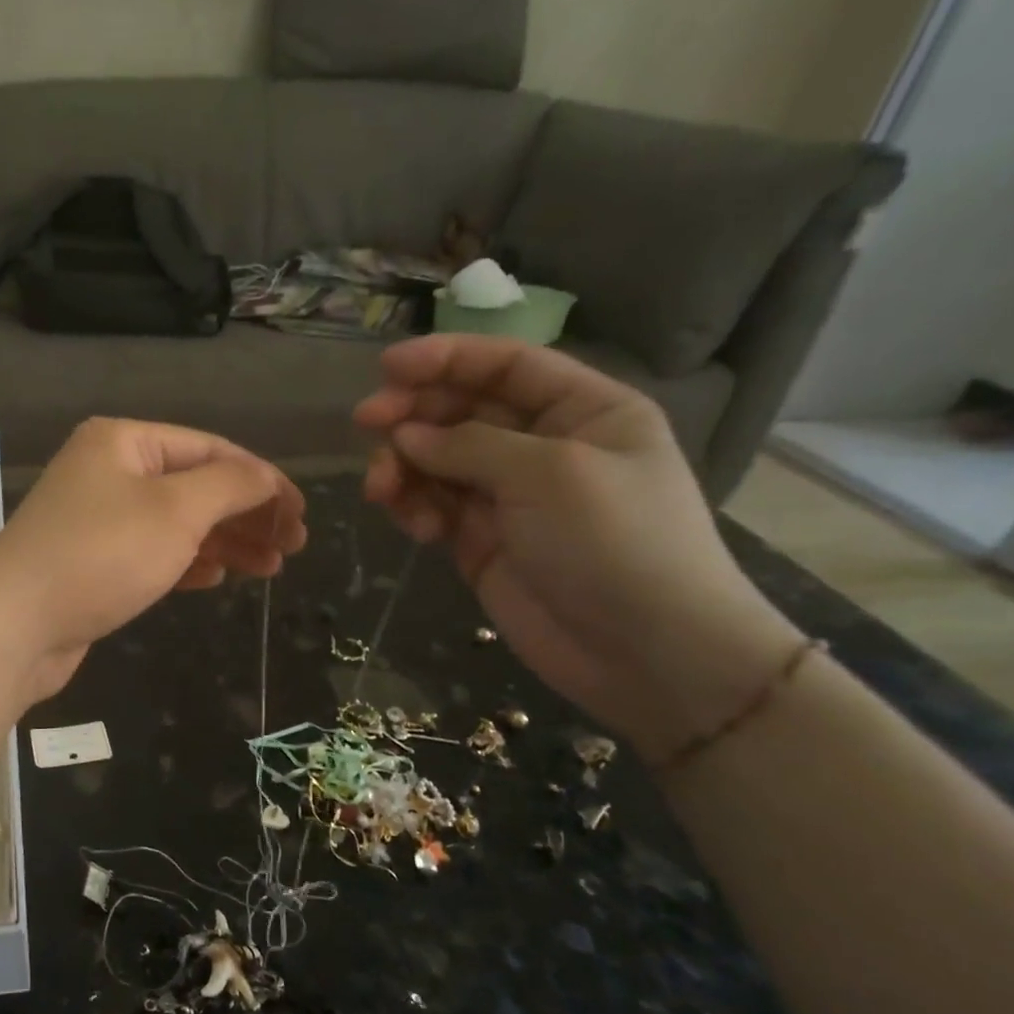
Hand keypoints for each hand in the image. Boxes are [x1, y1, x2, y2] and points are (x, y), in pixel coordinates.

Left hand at [0, 419, 306, 699]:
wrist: (16, 624)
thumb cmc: (101, 554)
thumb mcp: (176, 510)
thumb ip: (230, 485)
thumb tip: (265, 477)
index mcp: (123, 441)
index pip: (209, 449)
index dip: (261, 480)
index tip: (300, 515)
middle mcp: (108, 472)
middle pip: (194, 486)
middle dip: (245, 515)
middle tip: (291, 547)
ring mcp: (96, 519)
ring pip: (175, 523)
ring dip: (223, 542)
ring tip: (268, 568)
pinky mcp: (91, 563)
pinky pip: (151, 553)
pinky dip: (186, 562)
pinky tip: (214, 579)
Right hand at [354, 336, 801, 759]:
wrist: (646, 654)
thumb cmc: (615, 543)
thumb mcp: (549, 475)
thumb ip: (469, 445)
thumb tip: (404, 434)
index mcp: (583, 411)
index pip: (505, 366)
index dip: (445, 359)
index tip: (386, 367)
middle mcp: (543, 446)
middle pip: (461, 411)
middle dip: (413, 415)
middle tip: (366, 424)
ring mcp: (509, 496)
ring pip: (437, 461)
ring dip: (404, 467)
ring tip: (383, 490)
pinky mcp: (482, 541)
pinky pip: (435, 507)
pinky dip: (416, 509)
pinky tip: (416, 527)